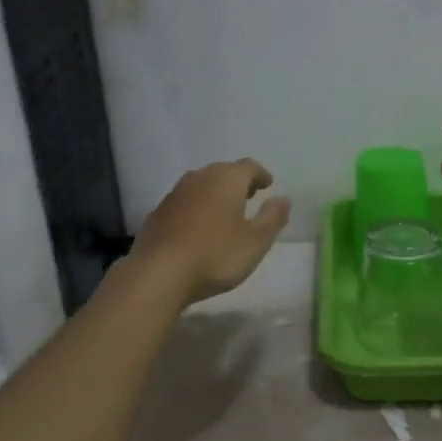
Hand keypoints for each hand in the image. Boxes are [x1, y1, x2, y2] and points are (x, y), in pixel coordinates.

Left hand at [131, 159, 291, 305]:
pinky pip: (185, 202)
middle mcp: (199, 178)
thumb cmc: (216, 255)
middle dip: (238, 182)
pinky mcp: (158, 213)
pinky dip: (197, 208)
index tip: (268, 185)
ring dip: (215, 194)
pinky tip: (199, 228)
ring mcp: (175, 194)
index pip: (249, 167)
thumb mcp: (256, 241)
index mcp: (226, 179)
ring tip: (225, 212)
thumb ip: (273, 217)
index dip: (261, 175)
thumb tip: (284, 199)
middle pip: (223, 172)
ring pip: (201, 185)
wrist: (159, 273)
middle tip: (250, 196)